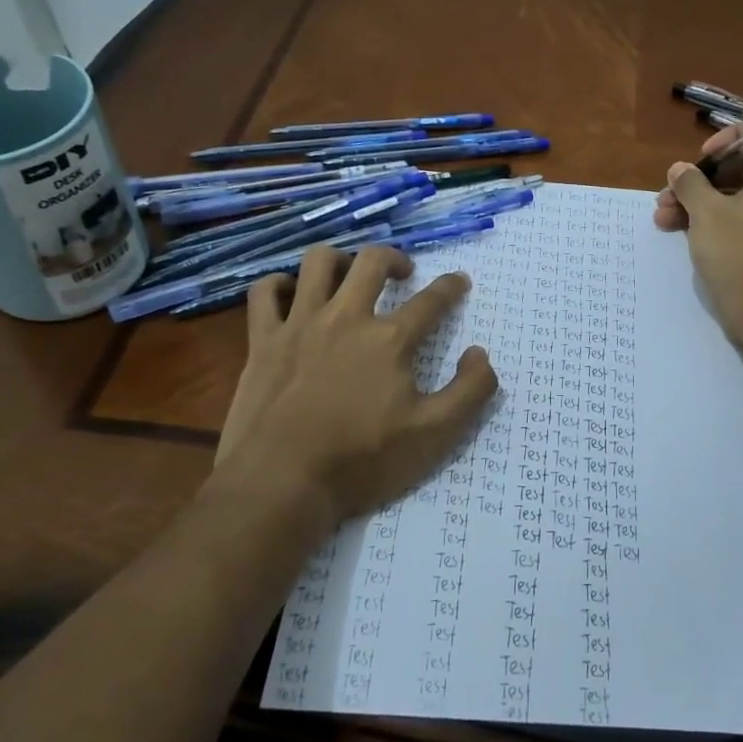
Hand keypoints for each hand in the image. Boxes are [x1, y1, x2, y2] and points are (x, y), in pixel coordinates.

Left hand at [209, 244, 496, 533]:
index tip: (459, 281)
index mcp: (390, 340)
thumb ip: (470, 391)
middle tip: (403, 273)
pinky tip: (290, 294)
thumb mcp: (435, 434)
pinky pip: (265, 293)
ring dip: (340, 259)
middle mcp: (346, 318)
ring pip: (318, 263)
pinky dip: (278, 285)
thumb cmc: (363, 460)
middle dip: (394, 258)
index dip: (451, 286)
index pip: (431, 300)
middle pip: (372, 262)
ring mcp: (299, 325)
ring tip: (349, 274)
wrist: (283, 483)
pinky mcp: (263, 341)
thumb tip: (479, 353)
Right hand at [654, 126, 742, 351]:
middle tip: (669, 194)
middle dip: (701, 179)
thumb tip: (681, 169)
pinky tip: (682, 236)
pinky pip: (741, 225)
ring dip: (699, 204)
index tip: (705, 155)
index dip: (735, 136)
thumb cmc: (742, 257)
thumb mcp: (707, 215)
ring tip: (663, 219)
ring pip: (736, 201)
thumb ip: (691, 185)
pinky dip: (713, 225)